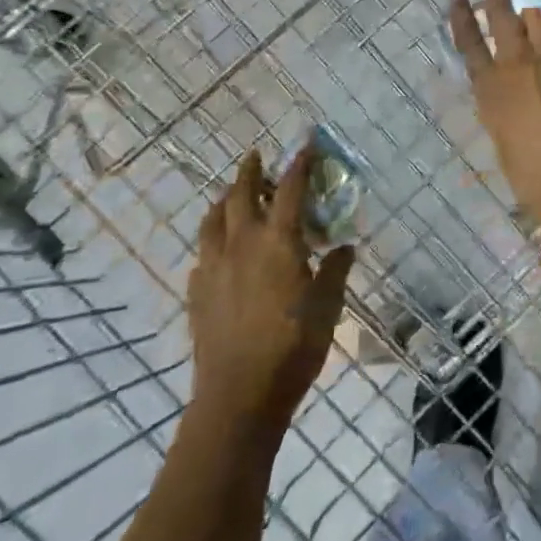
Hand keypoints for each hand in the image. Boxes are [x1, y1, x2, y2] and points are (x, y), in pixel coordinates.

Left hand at [187, 148, 355, 437]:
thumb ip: (335, 271)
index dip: (299, 164)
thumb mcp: (328, 307)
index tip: (305, 144)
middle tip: (255, 157)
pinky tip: (218, 252)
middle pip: (240, 195)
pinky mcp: (196, 293)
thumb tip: (344, 247)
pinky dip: (212, 241)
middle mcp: (242, 244)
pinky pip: (202, 255)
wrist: (239, 396)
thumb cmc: (293, 347)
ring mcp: (213, 268)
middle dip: (249, 171)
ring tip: (230, 195)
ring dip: (223, 200)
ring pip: (212, 221)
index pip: (290, 190)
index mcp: (278, 242)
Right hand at [449, 0, 540, 226]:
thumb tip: (506, 93)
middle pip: (503, 18)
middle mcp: (518, 64)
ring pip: (540, 20)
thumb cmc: (528, 175)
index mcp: (490, 87)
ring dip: (533, 13)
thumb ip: (501, 106)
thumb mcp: (500, 138)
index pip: (469, 42)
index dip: (461, 17)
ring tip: (532, 8)